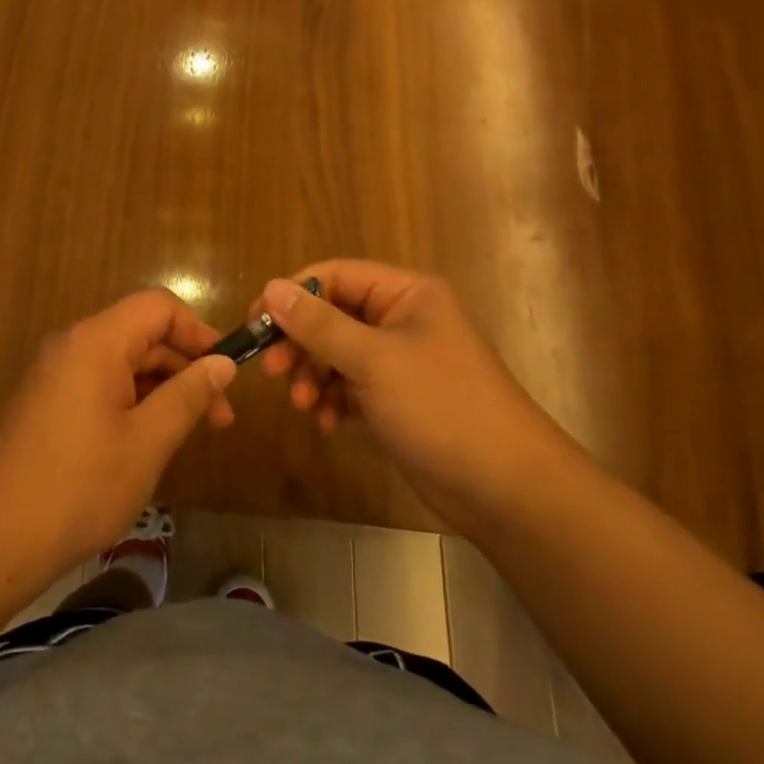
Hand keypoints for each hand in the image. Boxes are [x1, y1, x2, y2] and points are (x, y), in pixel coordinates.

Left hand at [0, 290, 236, 576]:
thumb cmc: (79, 485)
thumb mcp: (147, 441)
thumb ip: (188, 395)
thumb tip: (223, 364)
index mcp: (97, 341)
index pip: (159, 307)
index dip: (198, 331)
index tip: (226, 372)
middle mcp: (73, 345)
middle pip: (142, 334)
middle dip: (186, 368)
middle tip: (220, 418)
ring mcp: (56, 375)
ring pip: (124, 363)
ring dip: (162, 389)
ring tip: (191, 434)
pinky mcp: (48, 403)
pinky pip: (102, 385)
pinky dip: (134, 403)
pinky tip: (150, 442)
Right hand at [256, 261, 564, 528]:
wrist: (506, 488)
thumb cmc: (441, 407)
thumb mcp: (373, 361)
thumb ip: (319, 324)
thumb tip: (270, 287)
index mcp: (406, 293)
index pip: (335, 276)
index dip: (293, 295)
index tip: (257, 324)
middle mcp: (402, 318)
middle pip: (333, 315)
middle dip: (301, 343)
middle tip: (273, 371)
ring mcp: (400, 360)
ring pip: (337, 352)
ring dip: (314, 375)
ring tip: (303, 406)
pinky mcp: (398, 397)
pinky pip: (350, 384)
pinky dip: (333, 399)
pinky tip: (327, 423)